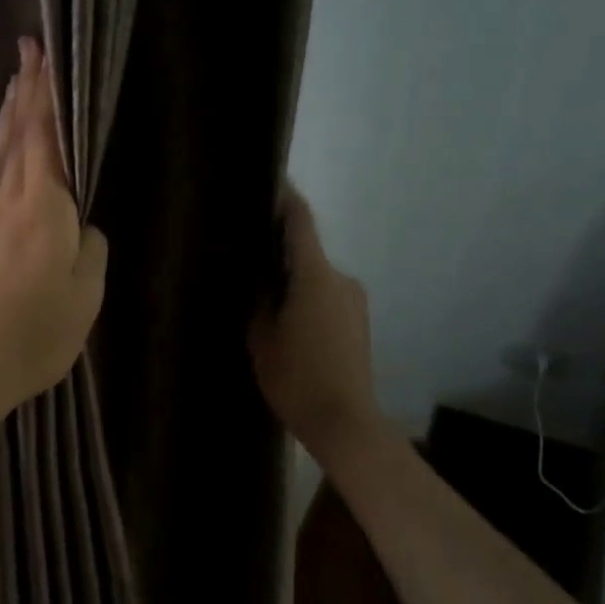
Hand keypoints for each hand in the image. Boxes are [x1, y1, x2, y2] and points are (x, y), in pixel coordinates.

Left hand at [0, 38, 107, 431]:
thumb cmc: (34, 335)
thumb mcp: (85, 296)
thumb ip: (90, 250)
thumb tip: (82, 226)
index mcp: (46, 207)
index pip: (47, 136)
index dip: (48, 95)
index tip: (47, 55)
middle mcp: (10, 201)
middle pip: (19, 136)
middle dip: (26, 91)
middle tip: (28, 50)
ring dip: (5, 118)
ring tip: (12, 84)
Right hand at [249, 187, 380, 467]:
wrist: (346, 422)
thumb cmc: (297, 378)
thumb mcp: (262, 338)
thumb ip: (259, 300)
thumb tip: (259, 278)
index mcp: (315, 276)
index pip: (300, 221)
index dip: (285, 197)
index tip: (268, 181)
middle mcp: (341, 278)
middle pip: (306, 250)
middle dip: (278, 248)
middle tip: (247, 252)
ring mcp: (354, 300)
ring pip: (315, 275)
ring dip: (292, 277)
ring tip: (262, 292)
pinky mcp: (358, 321)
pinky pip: (326, 295)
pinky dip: (305, 295)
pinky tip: (286, 318)